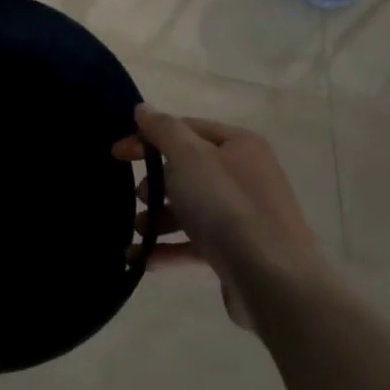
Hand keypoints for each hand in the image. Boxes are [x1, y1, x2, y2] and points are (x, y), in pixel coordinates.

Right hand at [113, 107, 323, 330]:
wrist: (272, 279)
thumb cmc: (226, 206)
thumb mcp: (188, 157)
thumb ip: (163, 129)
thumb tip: (144, 109)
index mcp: (239, 145)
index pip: (186, 129)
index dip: (148, 137)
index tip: (116, 154)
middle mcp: (245, 175)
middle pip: (188, 170)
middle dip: (156, 182)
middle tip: (139, 196)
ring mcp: (244, 216)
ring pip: (190, 208)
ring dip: (157, 218)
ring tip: (138, 231)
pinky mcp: (237, 252)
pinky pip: (195, 243)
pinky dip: (167, 248)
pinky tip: (141, 259)